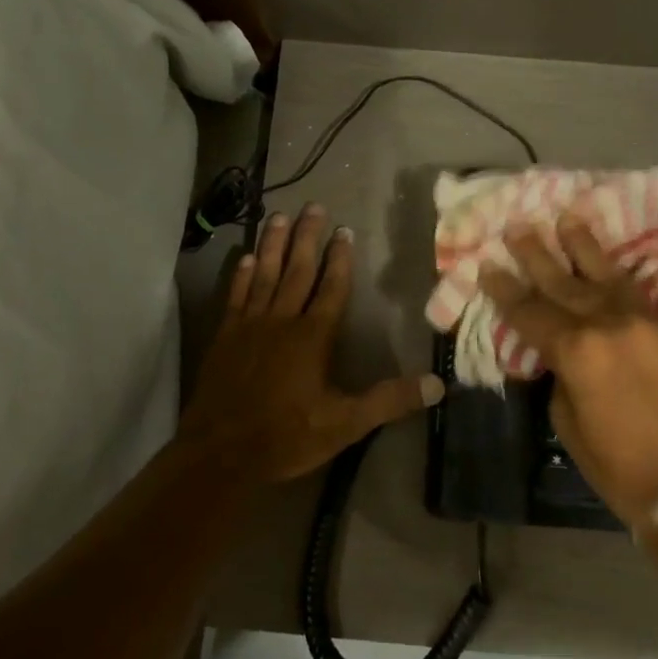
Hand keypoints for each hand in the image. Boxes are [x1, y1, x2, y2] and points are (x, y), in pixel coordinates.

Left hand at [180, 206, 444, 481]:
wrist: (220, 452)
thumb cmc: (286, 436)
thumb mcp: (345, 424)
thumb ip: (389, 401)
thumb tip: (437, 385)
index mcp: (313, 337)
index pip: (331, 288)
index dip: (339, 259)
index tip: (344, 230)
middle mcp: (282, 320)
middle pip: (297, 270)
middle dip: (307, 237)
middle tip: (313, 206)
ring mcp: (250, 325)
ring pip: (264, 274)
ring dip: (272, 244)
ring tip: (278, 216)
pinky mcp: (225, 336)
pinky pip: (235, 296)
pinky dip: (240, 275)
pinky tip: (244, 257)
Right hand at [478, 214, 657, 527]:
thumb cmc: (621, 468)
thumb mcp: (569, 425)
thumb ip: (562, 377)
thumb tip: (566, 355)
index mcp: (578, 352)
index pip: (530, 312)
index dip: (505, 289)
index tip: (487, 264)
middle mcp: (613, 325)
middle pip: (565, 282)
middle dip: (538, 254)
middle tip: (519, 226)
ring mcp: (653, 324)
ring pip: (611, 275)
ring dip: (585, 247)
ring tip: (568, 218)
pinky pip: (649, 299)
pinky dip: (627, 283)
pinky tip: (616, 266)